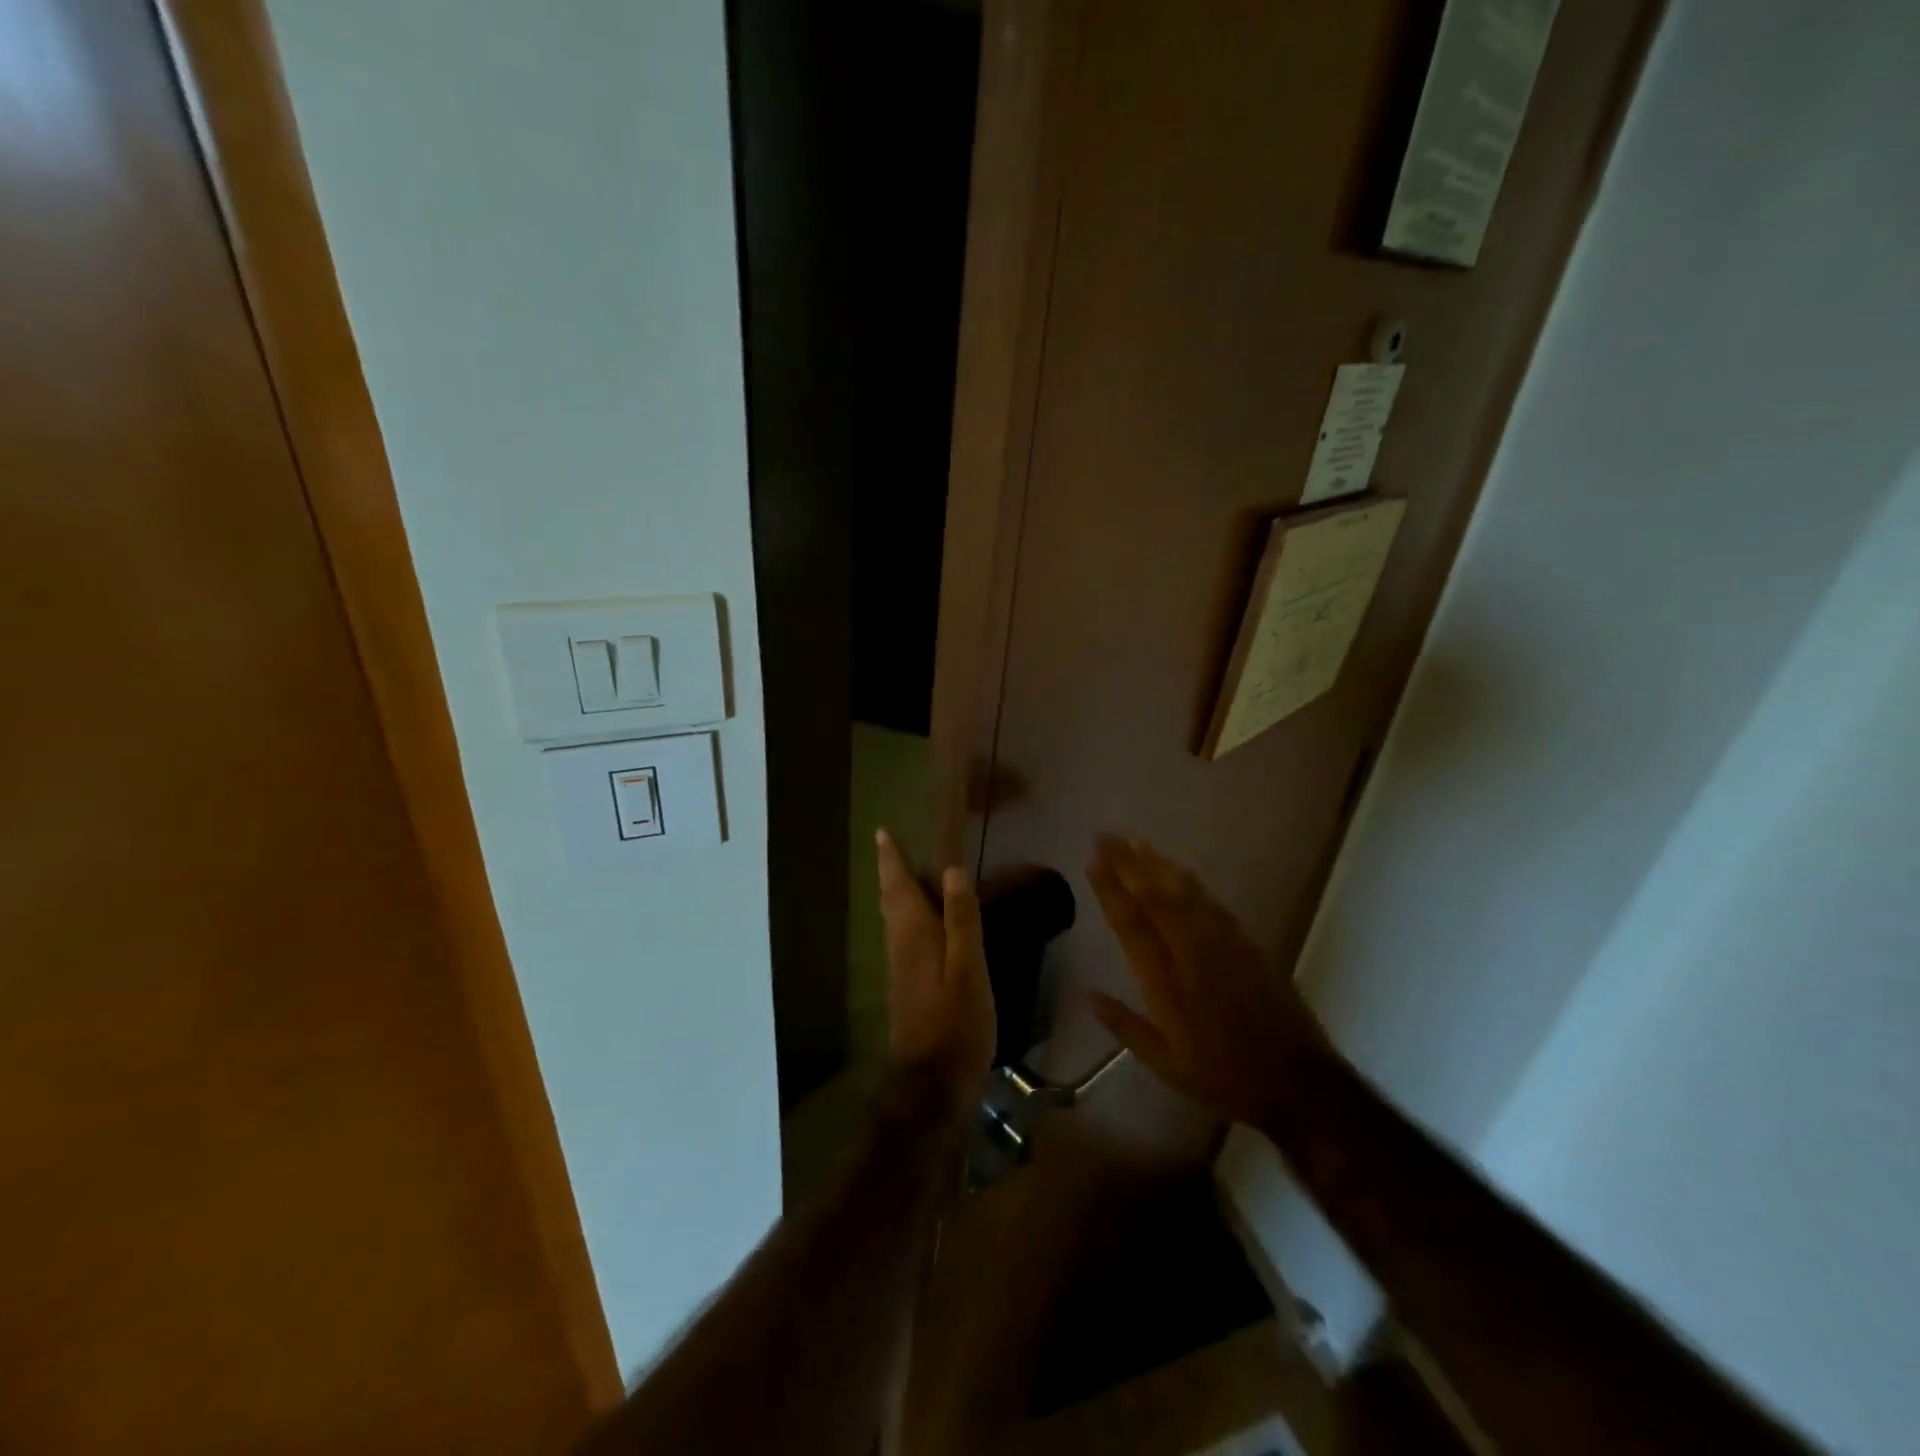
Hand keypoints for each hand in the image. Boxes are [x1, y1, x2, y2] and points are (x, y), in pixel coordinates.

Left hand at [876, 829, 996, 1117]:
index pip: (898, 887)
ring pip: (894, 919)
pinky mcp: (908, 986)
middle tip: (889, 847)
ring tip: (903, 874)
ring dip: (896, 892)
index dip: (891, 859)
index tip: (882, 833)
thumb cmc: (956, 1023)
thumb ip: (960, 920)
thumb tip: (951, 870)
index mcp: (914, 935)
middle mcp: (900, 946)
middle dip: (890, 872)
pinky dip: (907, 916)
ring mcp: (901, 969)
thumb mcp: (968, 968)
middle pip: (891, 900)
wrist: (932, 1083)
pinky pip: (903, 936)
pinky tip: (920, 923)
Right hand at [1087, 835, 1333, 1126]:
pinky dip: (1190, 882)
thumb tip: (1089, 996)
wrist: (1295, 1081)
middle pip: (1155, 897)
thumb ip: (1125, 1026)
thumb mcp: (1164, 1064)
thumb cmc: (1222, 1076)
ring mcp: (1223, 945)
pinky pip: (1211, 903)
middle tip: (1107, 836)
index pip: (1131, 924)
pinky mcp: (1246, 944)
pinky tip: (1178, 870)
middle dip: (1128, 864)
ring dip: (1157, 864)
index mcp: (1166, 982)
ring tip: (1136, 842)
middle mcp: (1192, 953)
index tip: (1094, 860)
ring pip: (1184, 893)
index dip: (1111, 889)